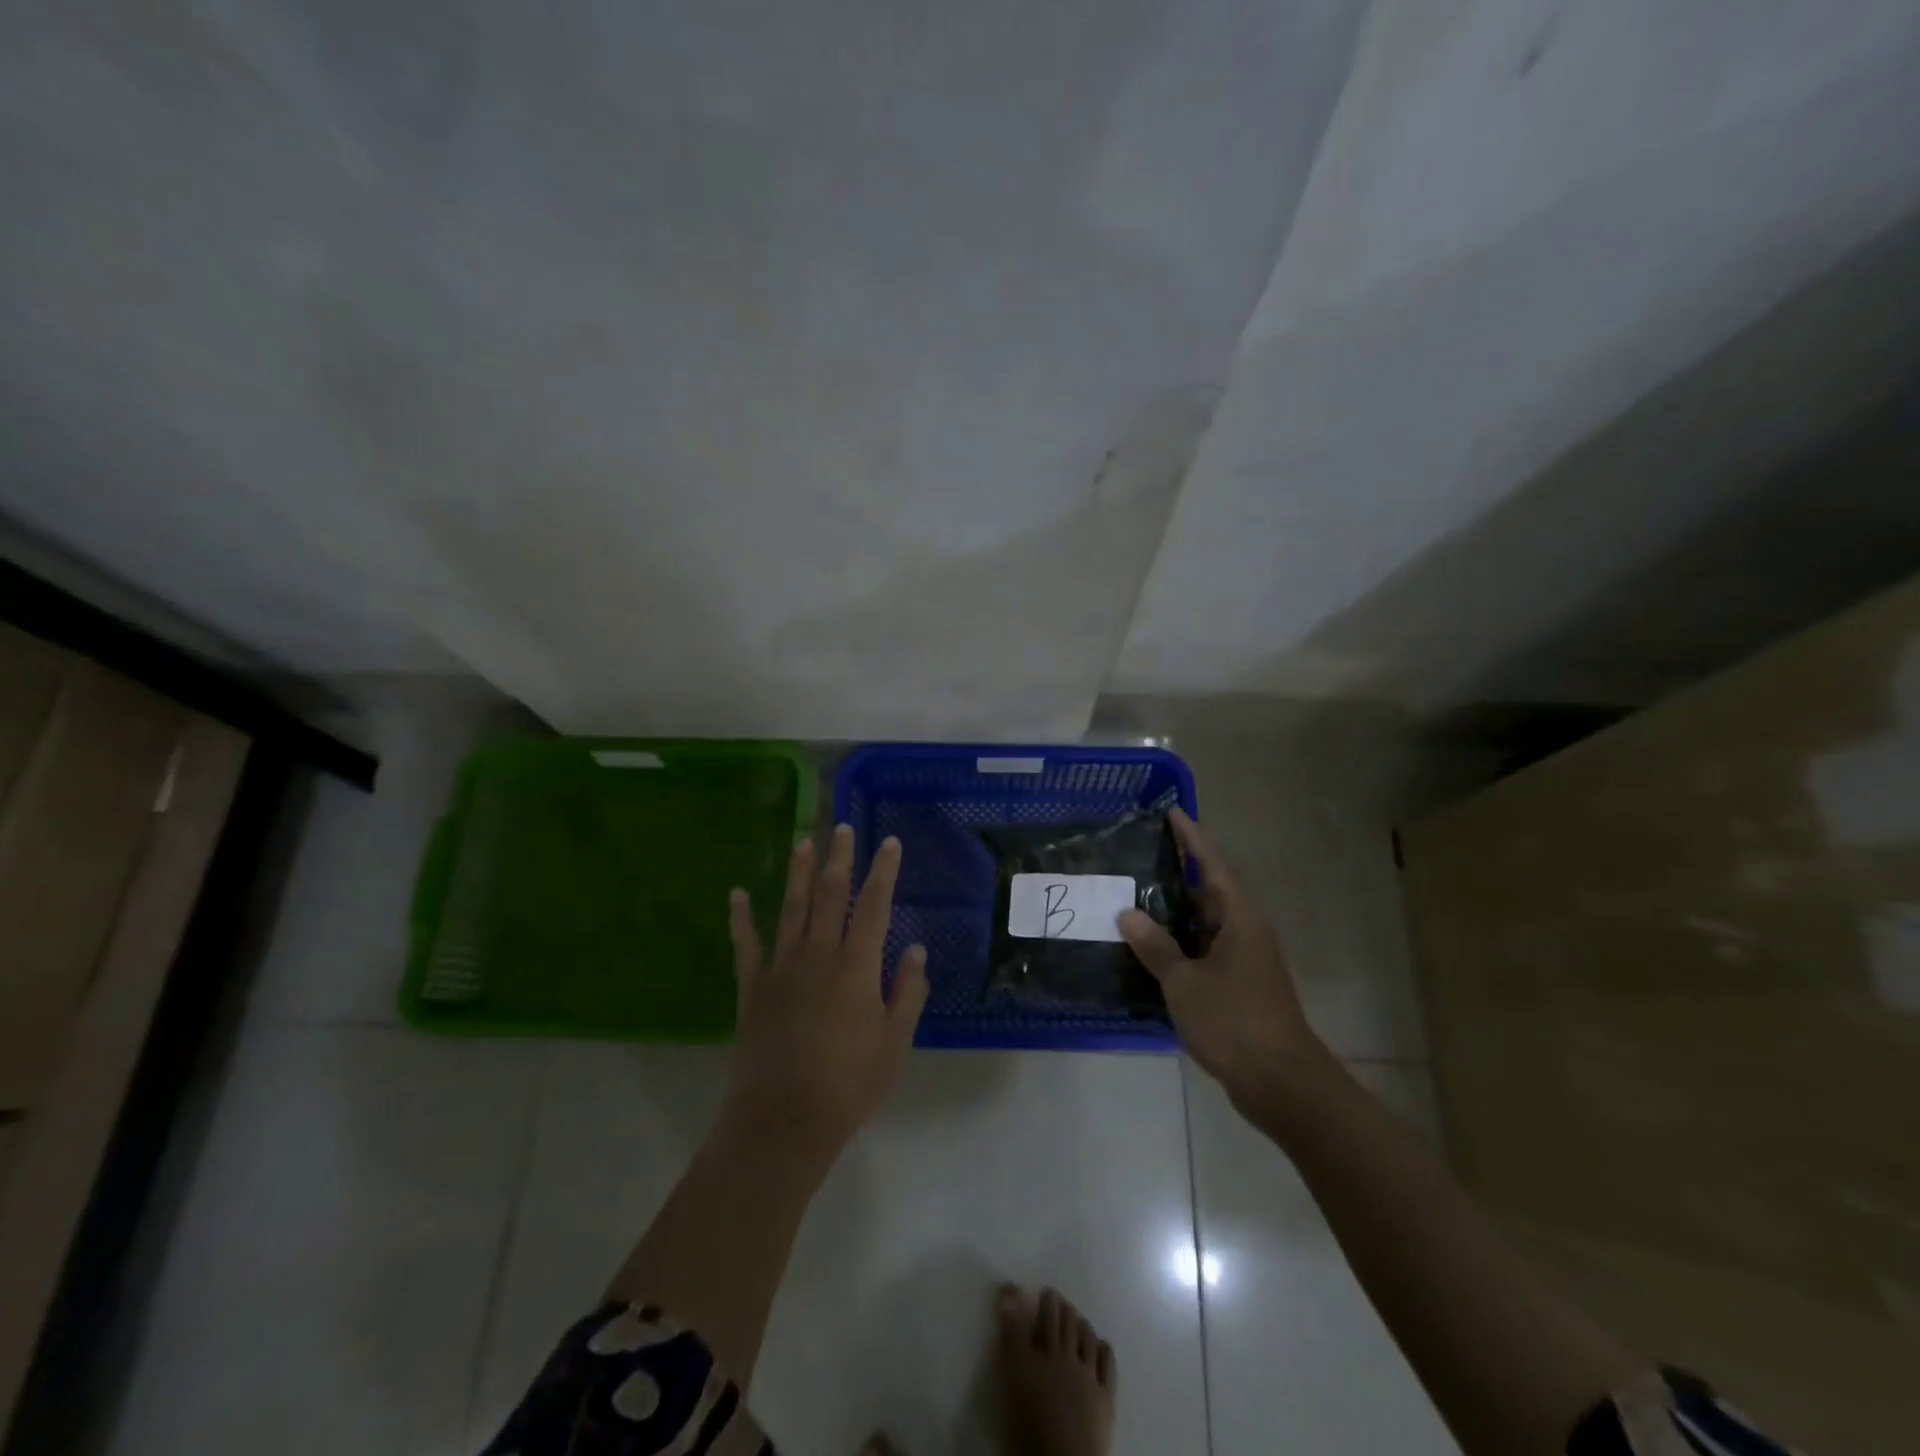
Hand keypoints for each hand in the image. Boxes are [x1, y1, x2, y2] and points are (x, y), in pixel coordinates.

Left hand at [723, 824, 928, 1171]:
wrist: (783, 1119)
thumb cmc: (849, 1084)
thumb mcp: (895, 1042)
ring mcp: (781, 968)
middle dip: (838, 858)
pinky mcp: (752, 987)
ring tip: (803, 842)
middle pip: (829, 894)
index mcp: (856, 966)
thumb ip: (907, 992)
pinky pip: (745, 944)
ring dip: (797, 873)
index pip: (873, 905)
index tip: (888, 843)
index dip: (883, 871)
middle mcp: (818, 954)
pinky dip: (740, 918)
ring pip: (790, 908)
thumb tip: (915, 949)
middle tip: (841, 828)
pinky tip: (736, 894)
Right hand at [1119, 809, 1332, 1117]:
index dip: (1192, 839)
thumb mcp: (1185, 982)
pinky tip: (1150, 948)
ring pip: (1205, 924)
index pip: (1213, 866)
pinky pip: (1204, 951)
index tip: (1172, 813)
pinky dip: (1179, 943)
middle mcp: (1246, 932)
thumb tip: (1128, 913)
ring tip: (1135, 896)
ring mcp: (1245, 960)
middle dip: (1179, 872)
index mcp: (1239, 919)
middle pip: (1210, 891)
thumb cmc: (1235, 1021)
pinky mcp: (1240, 986)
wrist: (1282, 1083)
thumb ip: (1156, 947)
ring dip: (1175, 912)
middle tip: (1140, 855)